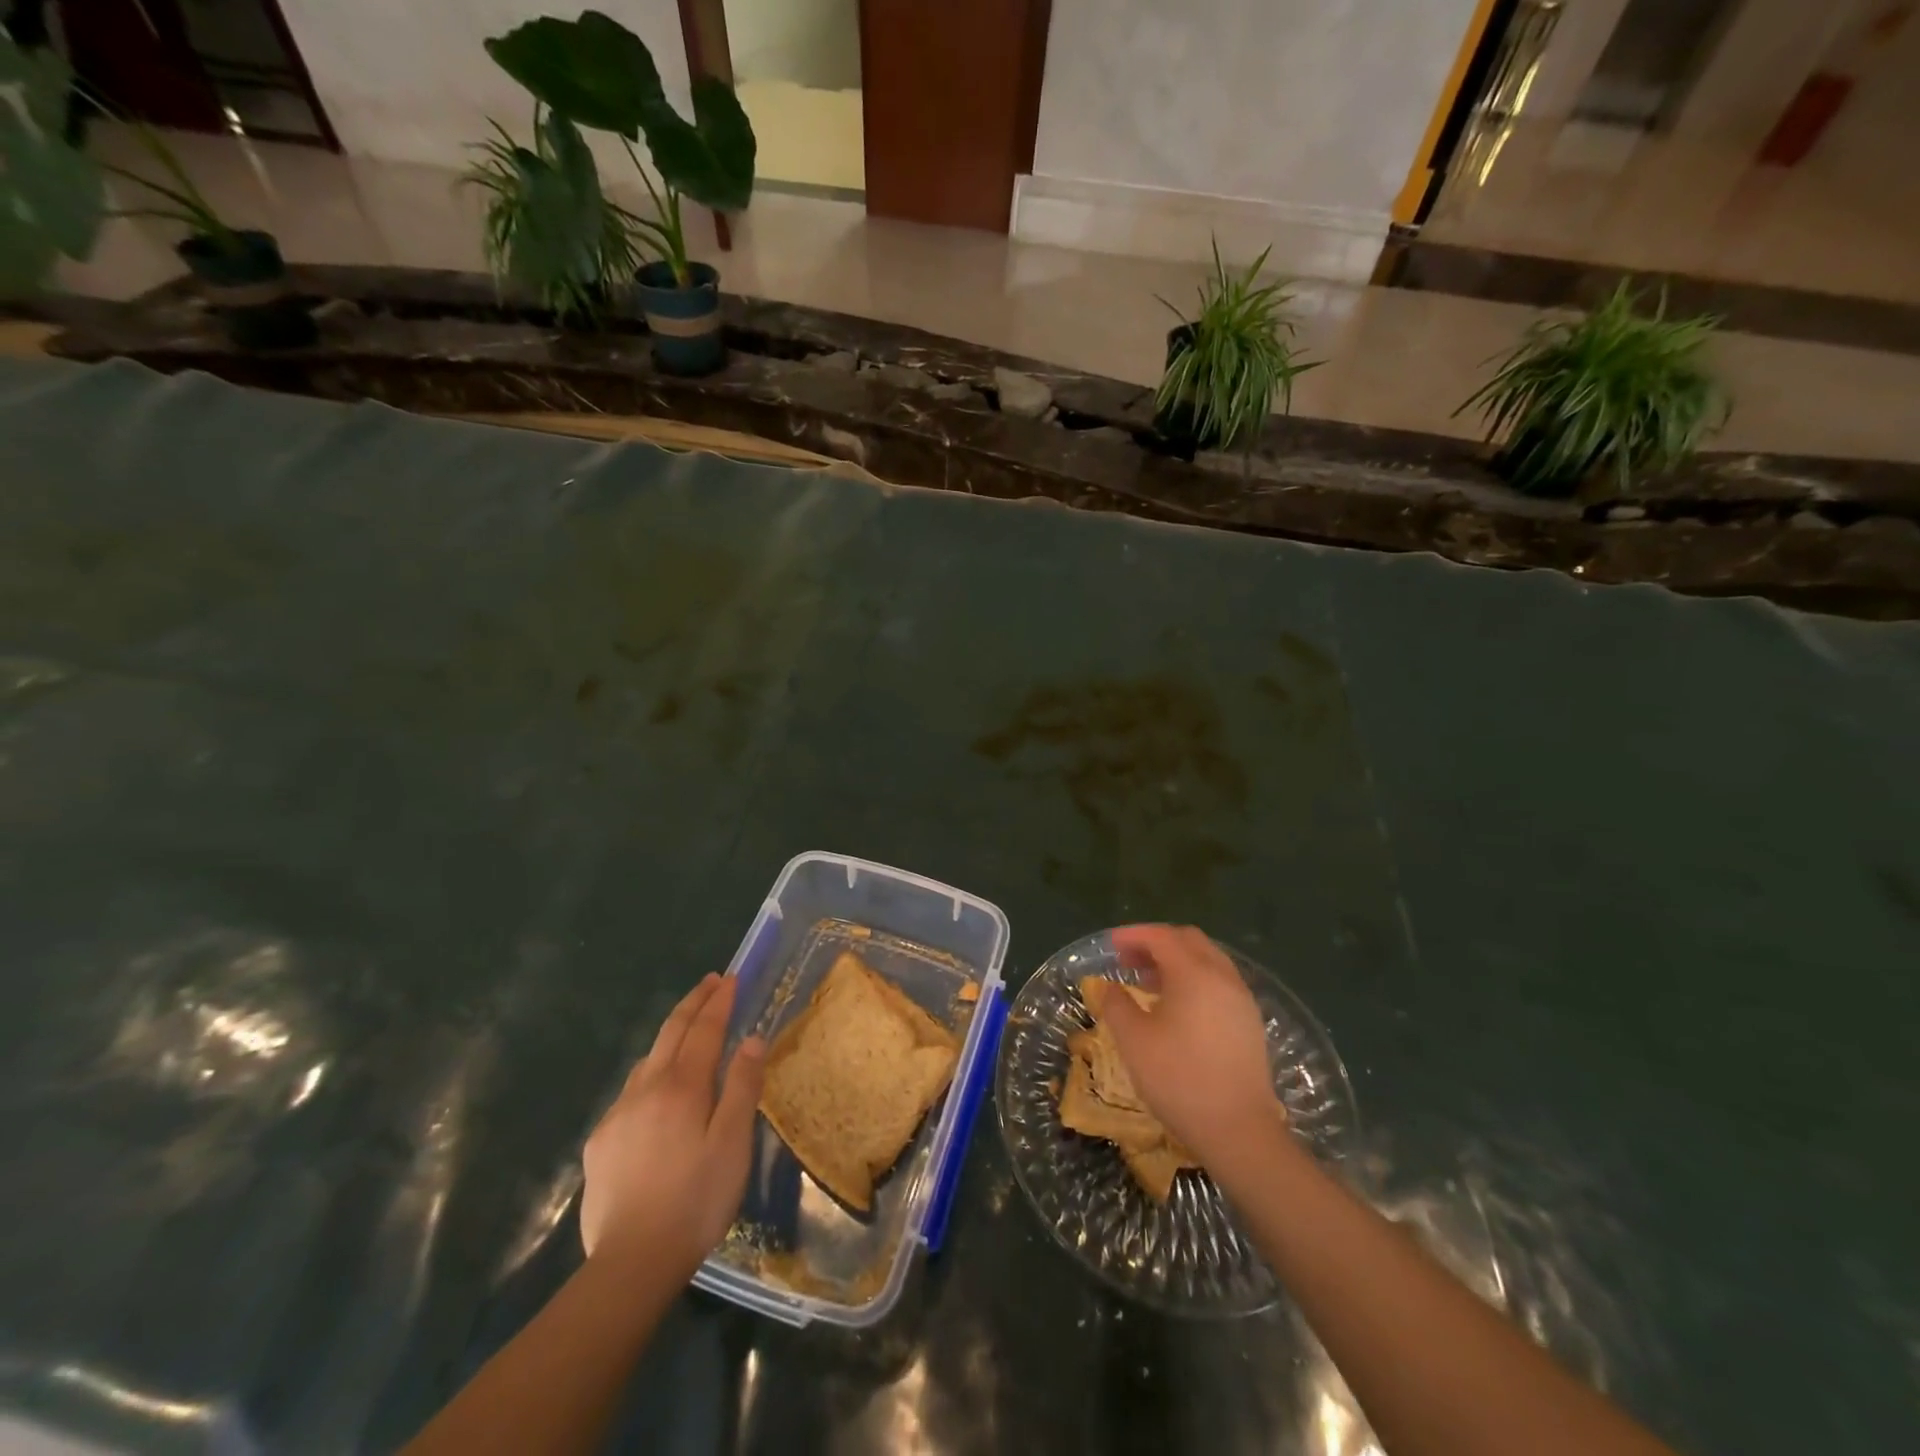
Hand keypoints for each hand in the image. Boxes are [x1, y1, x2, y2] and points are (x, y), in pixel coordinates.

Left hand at [579, 974, 764, 1278]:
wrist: (631, 1263)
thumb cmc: (696, 1200)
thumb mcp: (733, 1143)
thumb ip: (743, 1087)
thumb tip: (750, 1039)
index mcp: (682, 1087)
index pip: (703, 1030)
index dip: (719, 1002)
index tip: (731, 978)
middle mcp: (646, 1089)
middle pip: (670, 1033)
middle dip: (693, 1003)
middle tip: (710, 982)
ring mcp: (618, 1115)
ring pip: (647, 1060)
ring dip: (670, 1035)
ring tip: (687, 1030)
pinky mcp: (601, 1143)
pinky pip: (630, 1092)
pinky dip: (650, 1073)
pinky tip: (656, 1091)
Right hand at [1100, 925, 1287, 1177]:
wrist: (1239, 1131)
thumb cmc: (1179, 1079)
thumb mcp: (1134, 1040)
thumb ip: (1116, 1004)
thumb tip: (1108, 986)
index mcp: (1195, 973)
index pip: (1162, 937)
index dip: (1133, 935)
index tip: (1110, 945)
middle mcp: (1222, 977)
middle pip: (1189, 941)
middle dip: (1156, 943)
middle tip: (1128, 960)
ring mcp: (1241, 999)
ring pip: (1207, 961)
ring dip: (1176, 961)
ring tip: (1147, 982)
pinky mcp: (1249, 1022)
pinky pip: (1219, 982)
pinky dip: (1194, 979)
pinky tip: (1176, 1006)